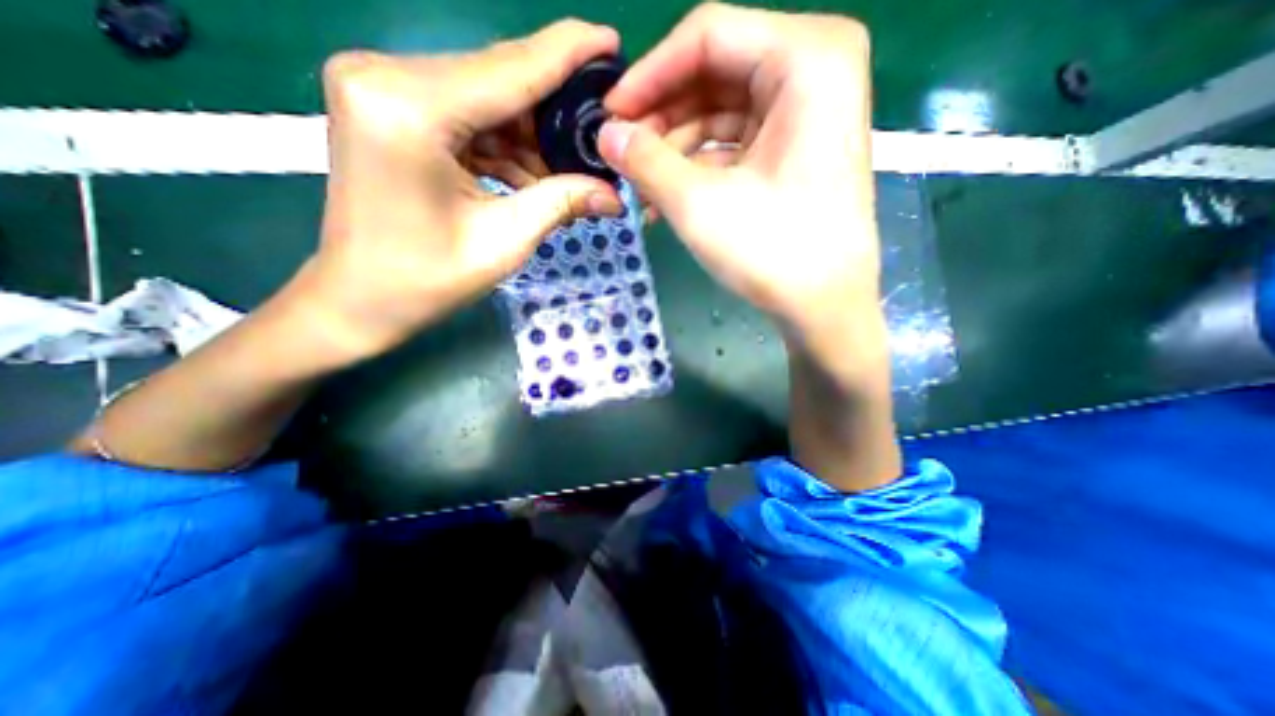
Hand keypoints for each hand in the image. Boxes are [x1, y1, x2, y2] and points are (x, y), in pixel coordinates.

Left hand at [302, 20, 621, 359]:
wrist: (361, 299)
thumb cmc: (428, 280)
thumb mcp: (505, 241)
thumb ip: (562, 203)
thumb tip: (615, 194)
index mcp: (410, 108)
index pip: (510, 69)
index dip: (567, 54)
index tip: (612, 41)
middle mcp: (386, 76)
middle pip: (498, 80)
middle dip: (555, 107)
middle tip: (601, 132)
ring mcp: (382, 88)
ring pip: (486, 99)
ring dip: (532, 135)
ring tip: (572, 171)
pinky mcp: (389, 109)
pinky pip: (467, 116)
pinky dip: (505, 145)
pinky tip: (534, 176)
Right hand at [605, 2, 882, 344]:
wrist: (824, 307)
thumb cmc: (772, 251)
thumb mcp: (698, 203)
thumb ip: (645, 160)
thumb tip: (605, 133)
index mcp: (807, 58)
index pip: (707, 36)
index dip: (649, 76)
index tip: (610, 116)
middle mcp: (814, 71)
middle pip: (714, 73)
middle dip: (660, 118)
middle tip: (621, 155)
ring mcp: (806, 114)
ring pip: (720, 112)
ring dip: (674, 149)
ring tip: (638, 187)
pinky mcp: (794, 151)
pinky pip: (734, 143)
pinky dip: (698, 167)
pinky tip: (665, 197)